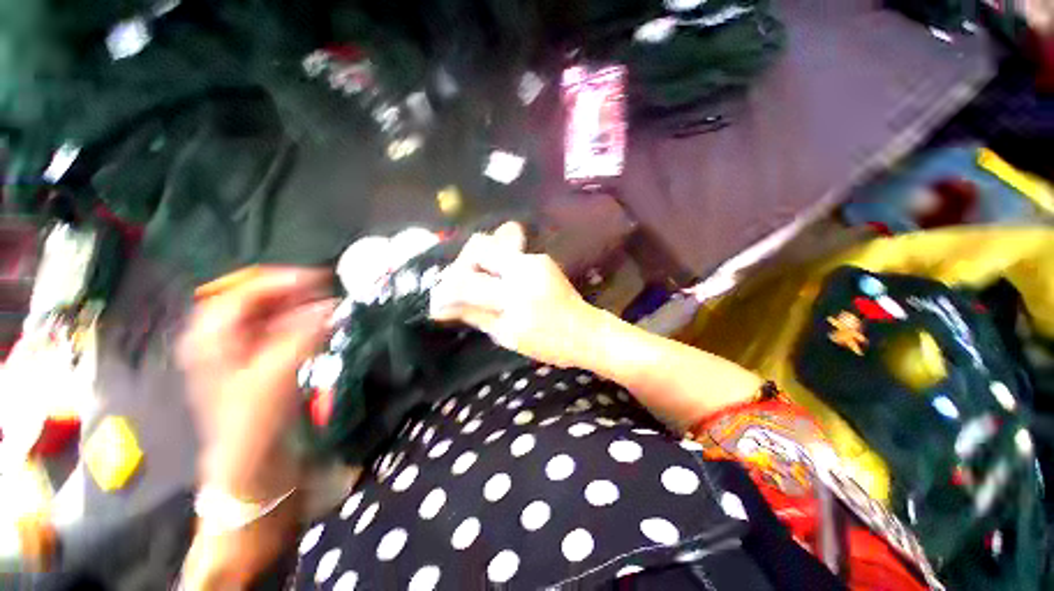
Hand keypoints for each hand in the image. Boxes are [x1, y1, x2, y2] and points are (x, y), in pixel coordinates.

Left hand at [177, 266, 337, 499]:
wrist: (252, 467)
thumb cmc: (253, 423)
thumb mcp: (275, 377)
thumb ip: (303, 336)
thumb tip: (332, 306)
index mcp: (211, 338)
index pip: (243, 291)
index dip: (281, 280)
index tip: (321, 280)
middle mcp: (221, 338)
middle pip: (257, 299)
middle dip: (295, 292)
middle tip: (330, 293)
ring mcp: (239, 350)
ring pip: (271, 314)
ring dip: (302, 307)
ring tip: (330, 307)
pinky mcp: (258, 362)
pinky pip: (280, 331)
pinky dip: (302, 324)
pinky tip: (321, 327)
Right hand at [430, 223, 595, 367]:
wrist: (586, 331)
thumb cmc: (549, 343)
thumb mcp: (507, 336)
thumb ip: (474, 315)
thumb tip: (443, 308)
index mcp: (515, 295)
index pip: (467, 282)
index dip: (446, 291)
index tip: (437, 302)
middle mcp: (523, 268)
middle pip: (478, 246)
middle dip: (461, 265)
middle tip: (459, 286)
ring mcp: (534, 259)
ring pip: (493, 245)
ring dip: (477, 264)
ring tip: (477, 286)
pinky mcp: (540, 258)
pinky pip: (508, 254)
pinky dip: (494, 266)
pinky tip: (496, 283)